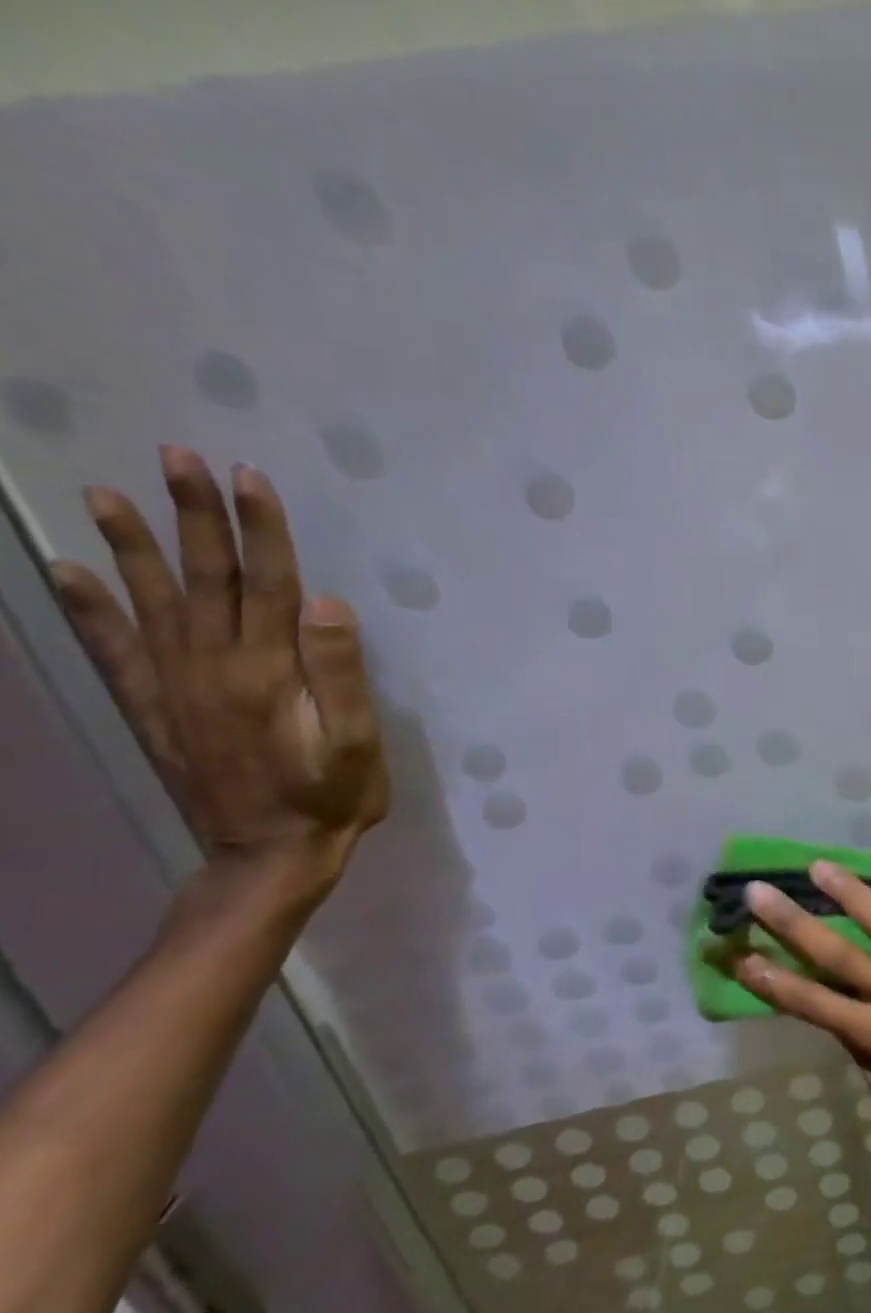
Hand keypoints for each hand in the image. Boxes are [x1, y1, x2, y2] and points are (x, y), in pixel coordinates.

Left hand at [49, 447, 388, 894]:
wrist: (271, 854)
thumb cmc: (333, 794)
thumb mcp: (357, 740)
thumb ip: (341, 673)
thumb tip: (328, 604)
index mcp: (269, 672)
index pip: (266, 583)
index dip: (259, 528)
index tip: (247, 476)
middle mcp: (212, 667)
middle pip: (205, 578)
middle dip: (194, 515)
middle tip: (176, 457)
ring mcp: (174, 687)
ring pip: (151, 601)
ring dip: (131, 545)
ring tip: (105, 494)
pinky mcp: (155, 709)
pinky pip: (115, 650)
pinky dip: (89, 608)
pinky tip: (70, 571)